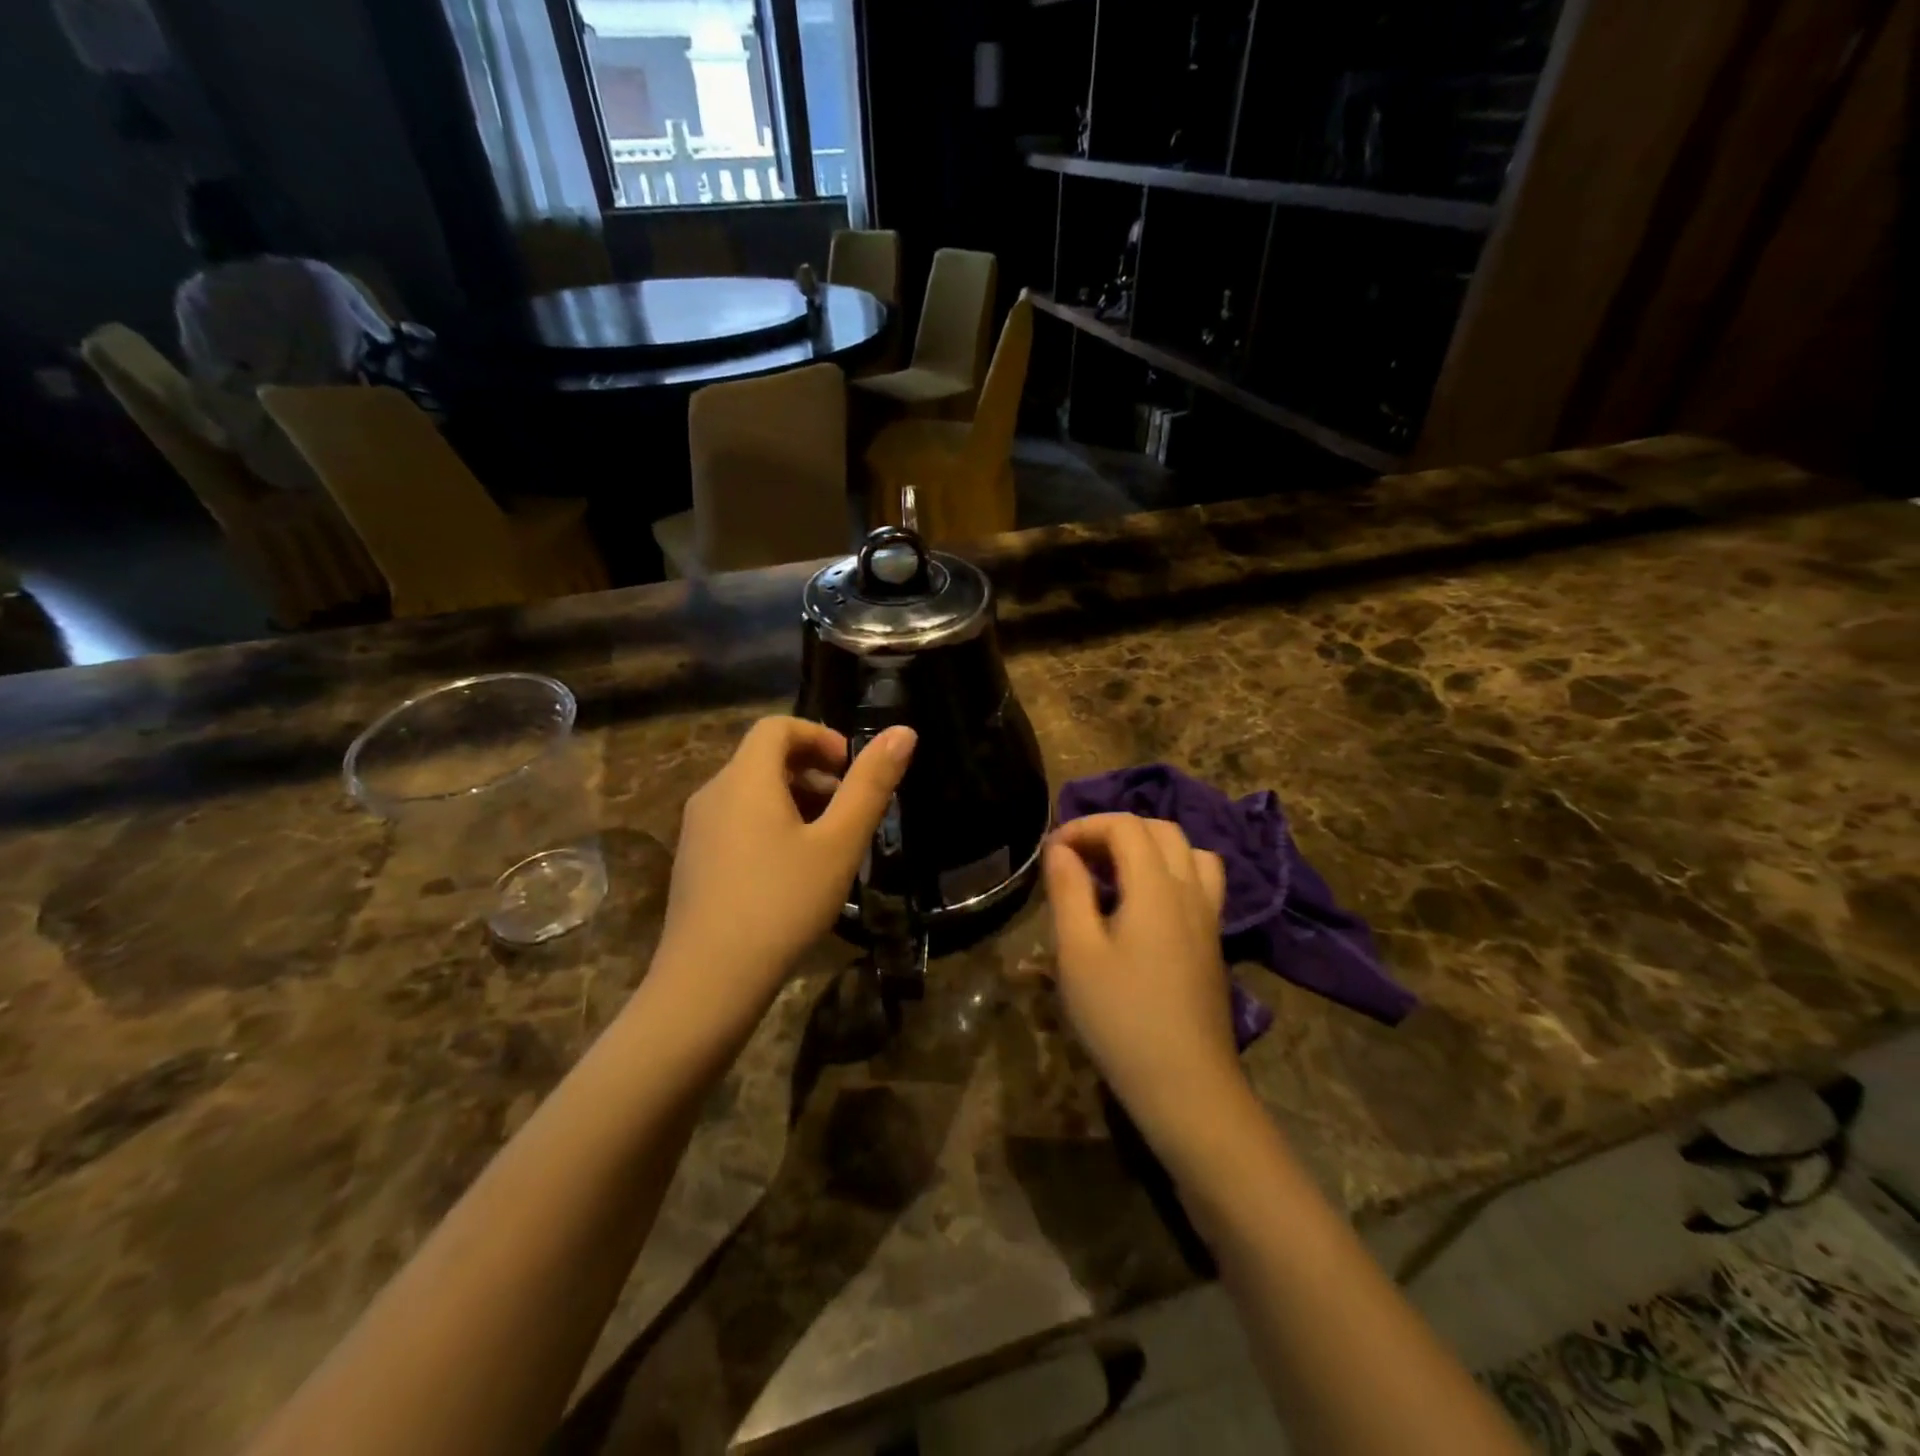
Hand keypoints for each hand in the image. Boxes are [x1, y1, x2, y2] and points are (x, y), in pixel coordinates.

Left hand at [657, 716, 915, 1005]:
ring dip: (793, 800)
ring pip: (750, 793)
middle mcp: (712, 793)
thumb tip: (903, 731)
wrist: (708, 981)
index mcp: (745, 779)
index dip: (820, 736)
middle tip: (847, 811)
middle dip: (812, 771)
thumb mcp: (839, 843)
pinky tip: (791, 872)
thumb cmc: (782, 903)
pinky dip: (769, 825)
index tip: (850, 770)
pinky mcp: (692, 862)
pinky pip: (735, 822)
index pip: (777, 726)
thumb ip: (871, 785)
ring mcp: (696, 829)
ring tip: (826, 844)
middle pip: (763, 759)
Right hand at [1043, 814, 1245, 1152]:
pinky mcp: (1213, 942)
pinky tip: (1145, 907)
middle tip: (1079, 859)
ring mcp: (1209, 917)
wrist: (1186, 1087)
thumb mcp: (1078, 953)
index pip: (1126, 826)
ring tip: (1115, 874)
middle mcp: (1190, 891)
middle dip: (1115, 831)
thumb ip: (1068, 891)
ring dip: (1150, 848)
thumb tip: (1060, 848)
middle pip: (1161, 830)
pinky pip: (1200, 883)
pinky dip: (1172, 872)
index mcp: (1157, 887)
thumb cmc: (1121, 1018)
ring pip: (1189, 853)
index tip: (1053, 853)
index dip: (1085, 826)